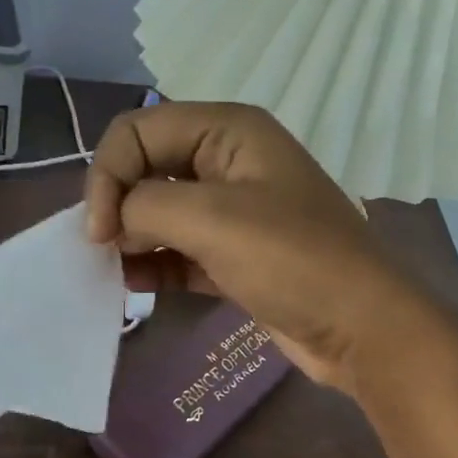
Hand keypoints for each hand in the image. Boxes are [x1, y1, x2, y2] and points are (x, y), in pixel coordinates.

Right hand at [84, 102, 450, 392]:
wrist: (361, 327)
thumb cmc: (292, 260)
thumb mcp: (213, 219)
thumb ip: (146, 206)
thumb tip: (114, 222)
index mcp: (228, 131)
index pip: (139, 130)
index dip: (107, 174)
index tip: (97, 232)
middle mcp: (229, 161)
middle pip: (147, 168)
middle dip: (117, 206)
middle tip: (101, 252)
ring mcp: (235, 212)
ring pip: (161, 212)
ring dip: (132, 238)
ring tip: (113, 273)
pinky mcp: (235, 256)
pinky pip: (180, 250)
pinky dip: (155, 265)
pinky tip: (137, 286)